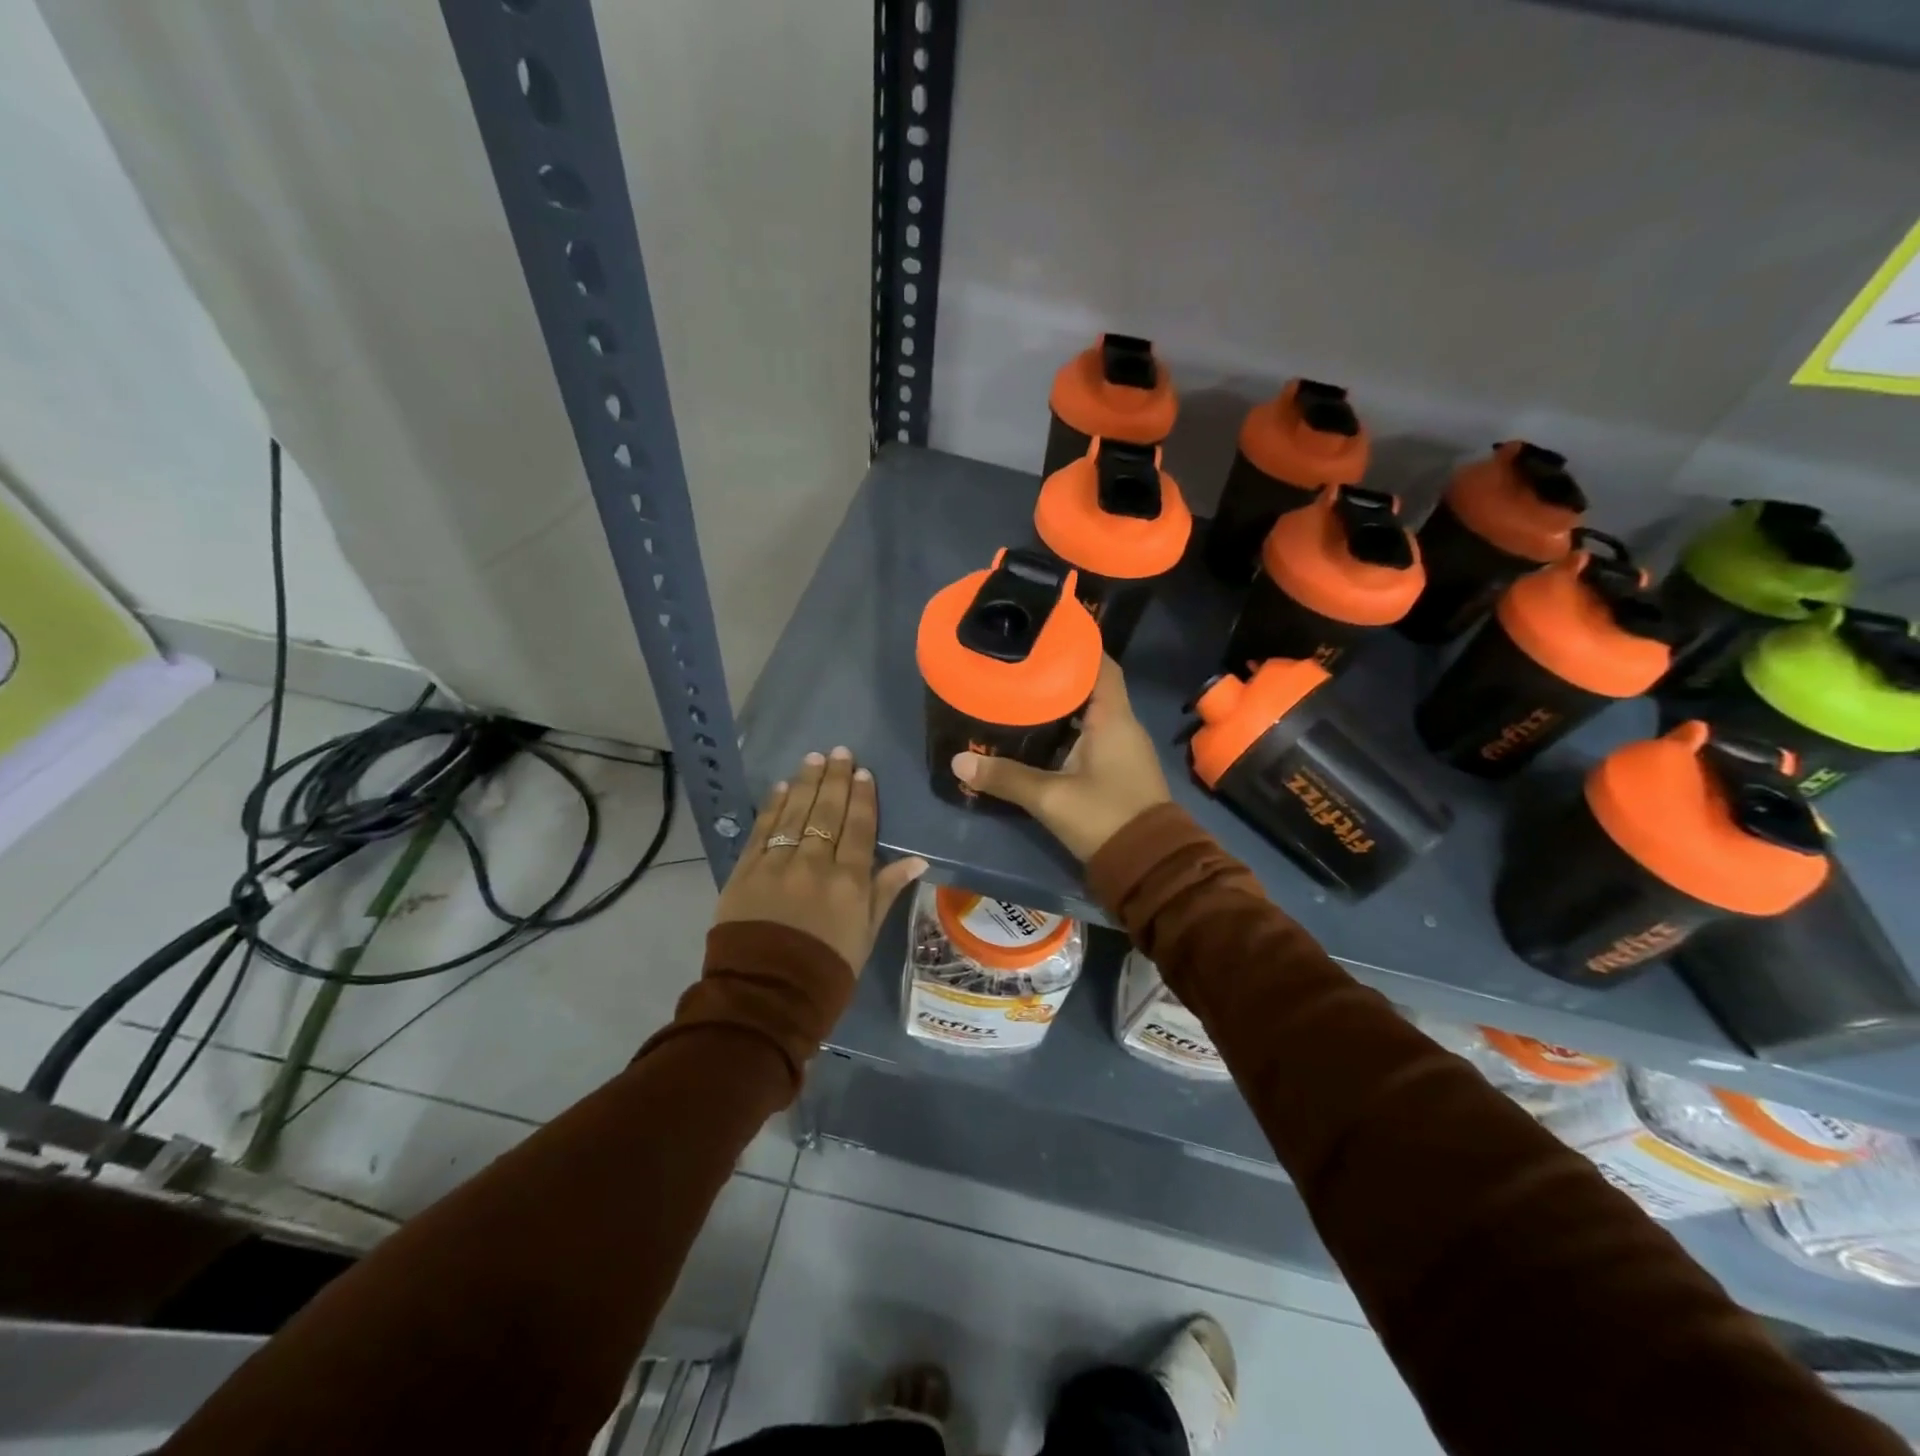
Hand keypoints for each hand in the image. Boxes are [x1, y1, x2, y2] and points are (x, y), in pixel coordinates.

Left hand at [714, 747, 927, 969]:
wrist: (766, 996)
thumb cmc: (827, 970)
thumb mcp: (866, 934)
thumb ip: (886, 891)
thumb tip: (917, 860)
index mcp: (849, 881)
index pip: (860, 828)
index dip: (862, 798)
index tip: (863, 772)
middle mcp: (815, 864)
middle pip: (827, 812)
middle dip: (835, 779)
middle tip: (839, 752)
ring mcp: (777, 864)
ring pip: (795, 813)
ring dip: (806, 782)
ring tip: (813, 758)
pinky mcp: (745, 871)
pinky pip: (762, 830)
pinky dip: (772, 807)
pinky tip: (781, 787)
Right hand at [951, 657, 1171, 861]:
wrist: (1150, 866)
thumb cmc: (1105, 817)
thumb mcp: (1050, 798)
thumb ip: (1005, 777)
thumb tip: (959, 760)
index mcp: (1113, 718)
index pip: (1101, 665)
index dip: (1076, 647)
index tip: (1042, 637)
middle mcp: (1122, 726)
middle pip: (1091, 686)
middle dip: (1057, 675)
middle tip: (1018, 666)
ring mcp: (1122, 749)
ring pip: (1089, 713)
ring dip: (1060, 704)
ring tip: (1020, 694)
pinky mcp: (1117, 770)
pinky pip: (1090, 737)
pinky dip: (1065, 730)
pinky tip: (1037, 735)